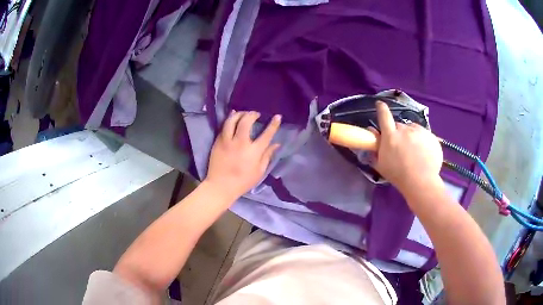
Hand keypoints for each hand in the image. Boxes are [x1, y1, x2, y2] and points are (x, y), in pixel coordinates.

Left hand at [205, 111, 280, 200]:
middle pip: (246, 121)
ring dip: (239, 114)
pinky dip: (229, 119)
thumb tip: (277, 144)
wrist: (221, 186)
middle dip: (253, 114)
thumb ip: (267, 156)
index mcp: (253, 152)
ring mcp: (227, 141)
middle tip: (256, 114)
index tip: (277, 116)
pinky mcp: (218, 142)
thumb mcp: (259, 171)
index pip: (266, 134)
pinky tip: (232, 116)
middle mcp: (240, 143)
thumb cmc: (242, 181)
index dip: (273, 124)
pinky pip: (223, 126)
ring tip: (244, 114)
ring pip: (232, 120)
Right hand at [369, 101, 442, 195]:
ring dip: (411, 135)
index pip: (384, 115)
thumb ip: (375, 148)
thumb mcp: (381, 165)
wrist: (421, 182)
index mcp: (391, 135)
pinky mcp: (431, 136)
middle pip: (399, 125)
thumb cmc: (398, 176)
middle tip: (400, 145)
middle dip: (398, 132)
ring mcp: (419, 132)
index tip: (380, 104)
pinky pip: (424, 134)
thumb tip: (372, 133)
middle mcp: (405, 129)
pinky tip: (423, 153)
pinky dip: (422, 140)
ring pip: (412, 129)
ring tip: (414, 150)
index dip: (381, 108)